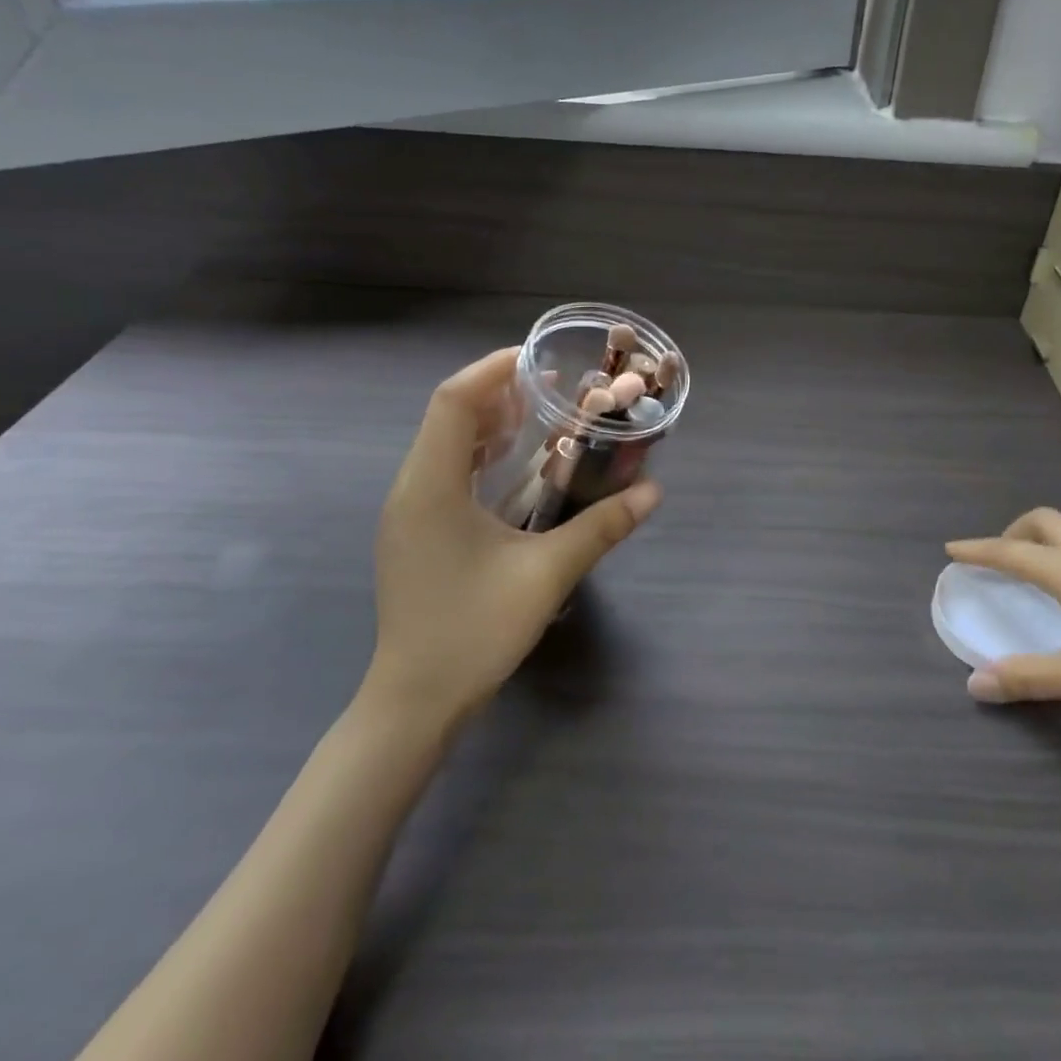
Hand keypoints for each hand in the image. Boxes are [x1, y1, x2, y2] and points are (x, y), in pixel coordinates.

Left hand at [368, 348, 660, 731]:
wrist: (415, 701)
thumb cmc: (474, 632)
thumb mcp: (547, 575)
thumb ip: (601, 527)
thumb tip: (653, 491)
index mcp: (431, 487)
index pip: (453, 401)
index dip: (494, 370)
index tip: (540, 359)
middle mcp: (411, 488)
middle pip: (448, 416)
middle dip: (498, 391)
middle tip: (553, 386)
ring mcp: (408, 512)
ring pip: (444, 443)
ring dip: (489, 422)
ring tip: (541, 415)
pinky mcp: (415, 531)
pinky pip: (444, 470)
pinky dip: (479, 453)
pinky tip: (516, 467)